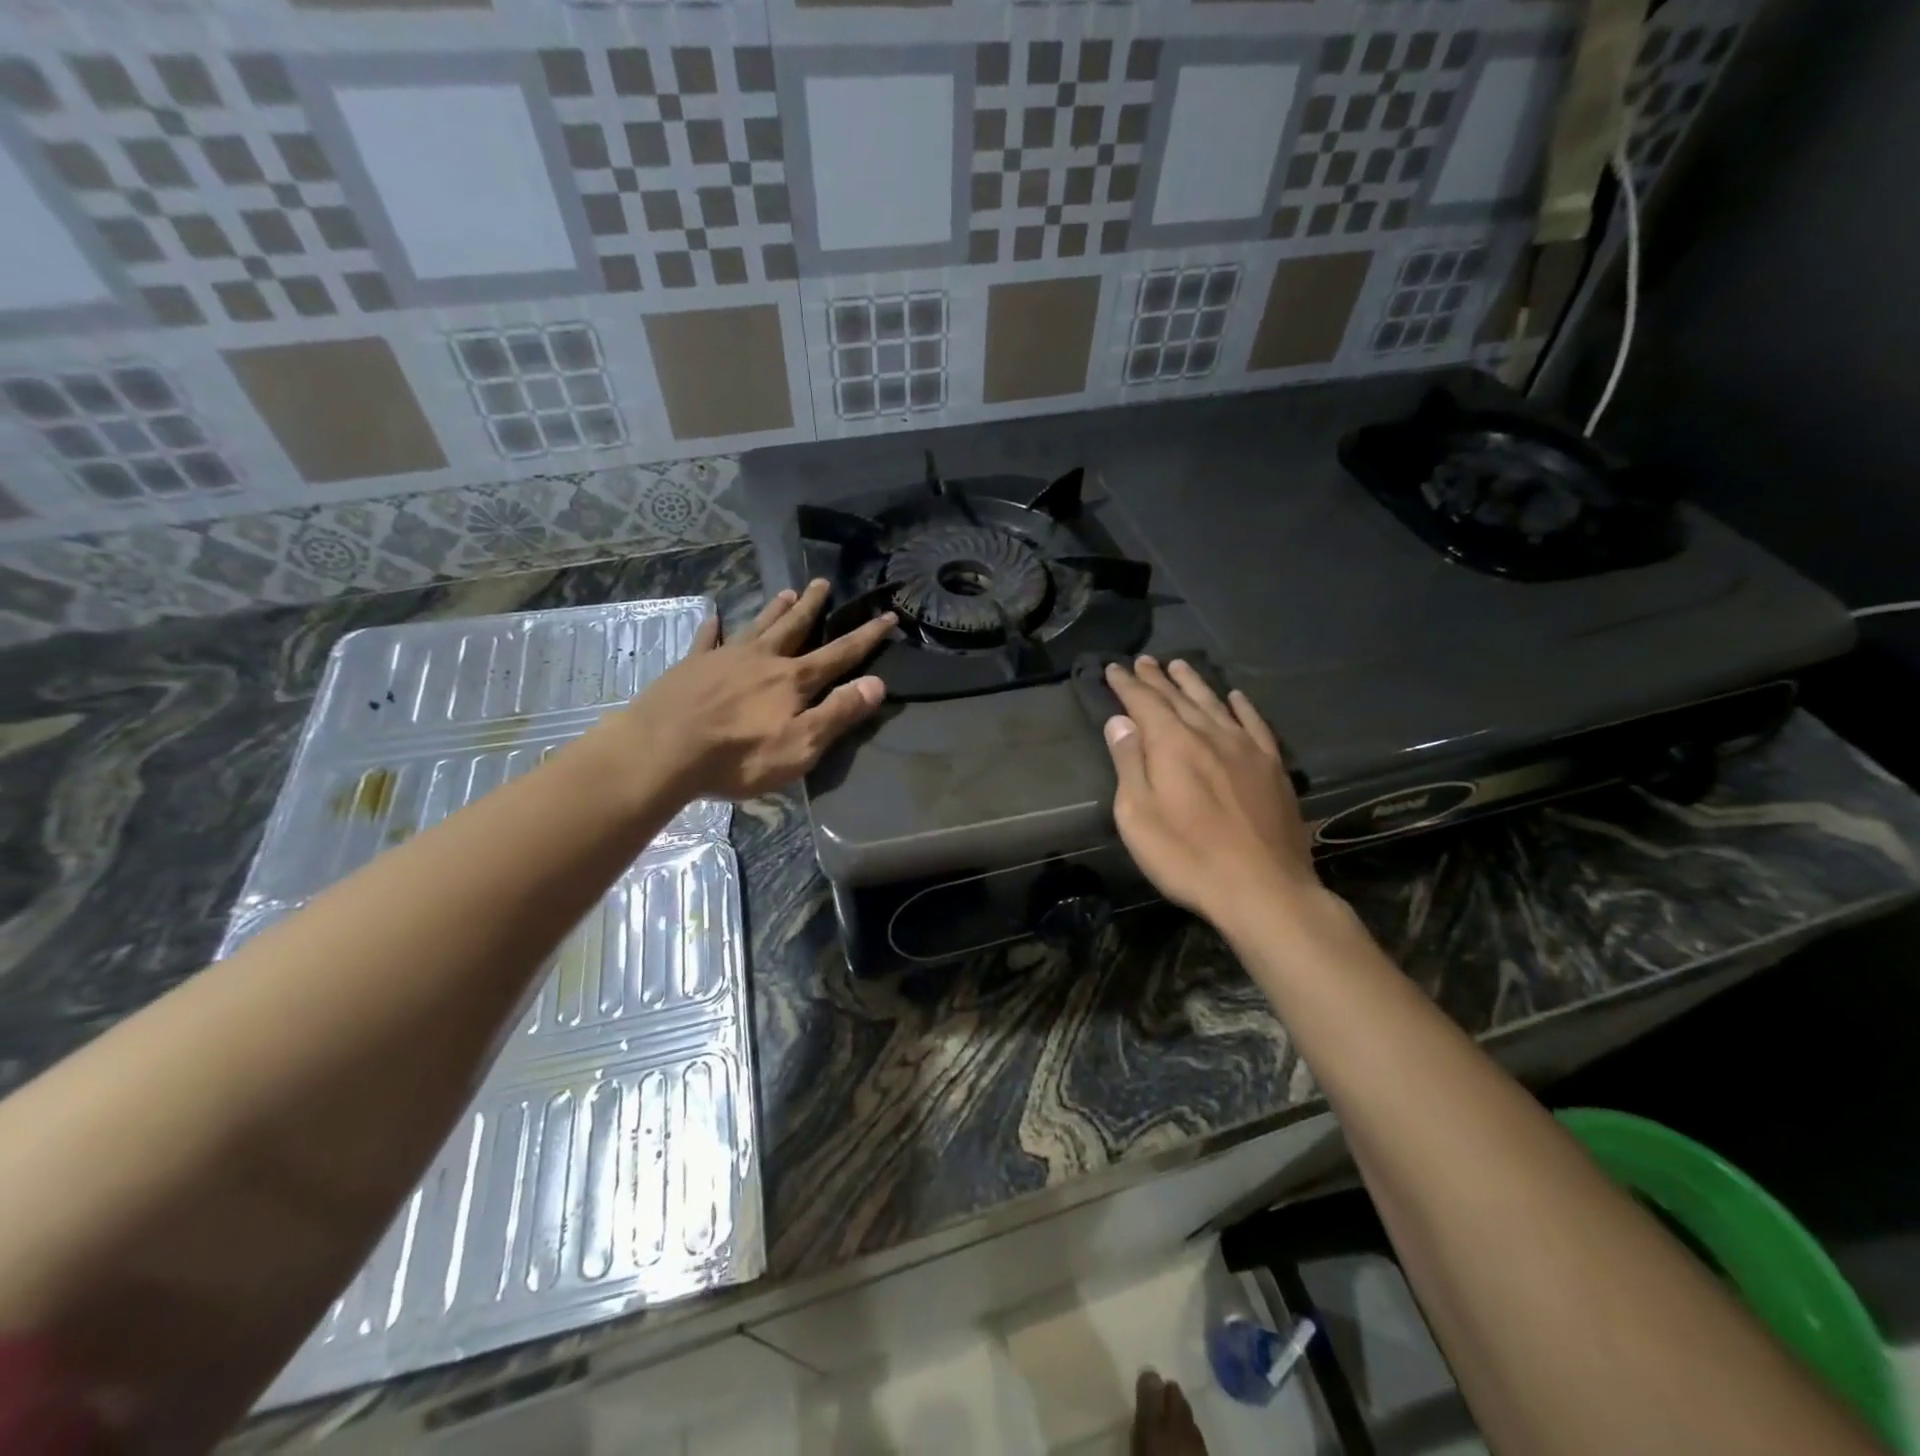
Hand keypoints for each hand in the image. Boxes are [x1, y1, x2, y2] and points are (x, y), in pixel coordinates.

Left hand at [615, 580, 895, 799]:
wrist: (663, 750)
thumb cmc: (739, 756)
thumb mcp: (801, 745)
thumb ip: (838, 713)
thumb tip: (877, 683)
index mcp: (793, 680)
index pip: (839, 654)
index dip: (866, 637)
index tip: (887, 615)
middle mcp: (763, 659)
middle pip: (794, 628)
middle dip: (813, 607)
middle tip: (823, 582)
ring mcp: (724, 659)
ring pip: (757, 626)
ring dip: (774, 609)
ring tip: (787, 591)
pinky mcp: (691, 667)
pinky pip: (707, 639)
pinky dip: (713, 626)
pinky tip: (713, 615)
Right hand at [1102, 656, 1320, 932]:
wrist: (1263, 889)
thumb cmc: (1187, 856)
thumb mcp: (1138, 816)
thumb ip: (1129, 763)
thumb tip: (1120, 721)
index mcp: (1173, 745)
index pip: (1144, 703)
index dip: (1127, 685)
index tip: (1113, 668)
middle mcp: (1210, 735)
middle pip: (1179, 698)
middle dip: (1157, 679)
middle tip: (1143, 661)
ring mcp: (1246, 749)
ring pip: (1215, 703)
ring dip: (1194, 683)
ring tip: (1179, 665)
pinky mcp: (1273, 767)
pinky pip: (1255, 724)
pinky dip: (1242, 706)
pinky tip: (1235, 697)